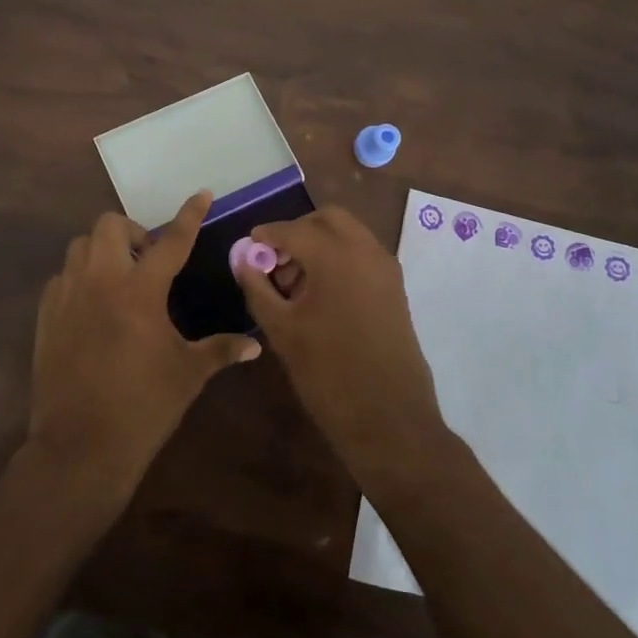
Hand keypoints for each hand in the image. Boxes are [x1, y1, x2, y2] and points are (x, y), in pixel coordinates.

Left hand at [28, 192, 261, 505]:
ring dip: (104, 250)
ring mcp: (68, 295)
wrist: (80, 447)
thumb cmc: (142, 407)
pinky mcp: (47, 315)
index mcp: (140, 291)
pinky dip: (80, 278)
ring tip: (121, 279)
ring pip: (81, 245)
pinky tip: (93, 306)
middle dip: (133, 232)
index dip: (189, 214)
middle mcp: (101, 281)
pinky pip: (62, 277)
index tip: (201, 193)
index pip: (171, 240)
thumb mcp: (188, 375)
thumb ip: (221, 350)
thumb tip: (255, 346)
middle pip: (111, 225)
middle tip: (149, 260)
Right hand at [235, 206, 446, 481]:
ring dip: (320, 243)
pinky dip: (340, 257)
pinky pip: (362, 254)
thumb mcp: (281, 329)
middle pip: (326, 219)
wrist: (389, 418)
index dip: (265, 235)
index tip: (248, 247)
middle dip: (297, 231)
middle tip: (275, 260)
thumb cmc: (328, 373)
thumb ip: (257, 286)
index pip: (291, 229)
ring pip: (348, 233)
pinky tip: (320, 293)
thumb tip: (242, 259)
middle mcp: (365, 250)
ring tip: (295, 281)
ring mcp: (385, 268)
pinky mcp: (395, 287)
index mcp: (334, 255)